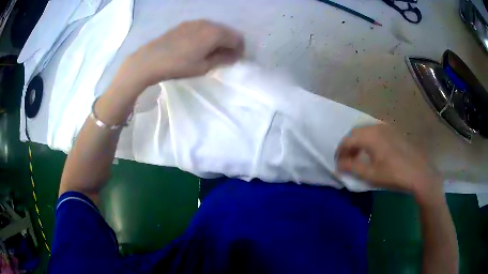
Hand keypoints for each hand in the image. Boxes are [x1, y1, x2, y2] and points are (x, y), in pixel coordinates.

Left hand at [114, 20, 243, 91]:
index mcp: (216, 33)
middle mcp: (208, 23)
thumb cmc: (179, 65)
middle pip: (227, 31)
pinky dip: (206, 36)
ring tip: (210, 52)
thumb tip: (234, 56)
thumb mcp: (203, 67)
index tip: (235, 60)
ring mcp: (195, 22)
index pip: (237, 38)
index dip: (239, 50)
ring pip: (214, 29)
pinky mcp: (185, 24)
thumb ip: (222, 59)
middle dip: (230, 44)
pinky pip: (203, 28)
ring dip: (218, 39)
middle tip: (224, 57)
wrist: (151, 59)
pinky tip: (197, 46)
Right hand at [336, 125, 442, 202]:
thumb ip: (352, 167)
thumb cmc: (393, 174)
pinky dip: (367, 140)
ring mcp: (386, 128)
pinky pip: (374, 132)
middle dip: (348, 146)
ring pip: (365, 131)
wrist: (418, 172)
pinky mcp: (393, 132)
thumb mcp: (370, 174)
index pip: (347, 140)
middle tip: (346, 160)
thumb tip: (338, 165)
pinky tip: (371, 152)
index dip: (340, 152)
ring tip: (357, 157)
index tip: (338, 164)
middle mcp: (376, 127)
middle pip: (355, 133)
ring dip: (358, 143)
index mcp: (370, 136)